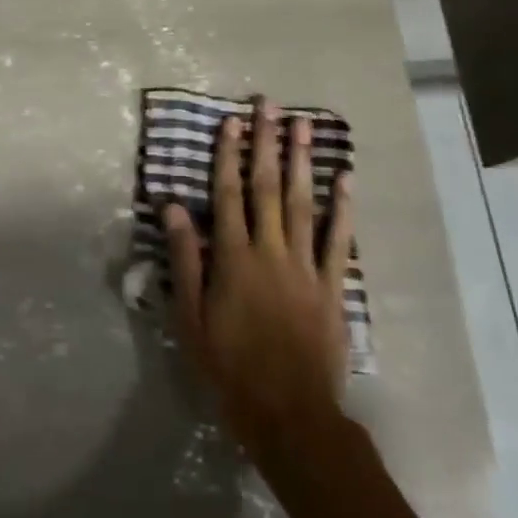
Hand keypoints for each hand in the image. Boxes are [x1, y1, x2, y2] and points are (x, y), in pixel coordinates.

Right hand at [164, 96, 353, 457]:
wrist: (289, 413)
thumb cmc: (229, 367)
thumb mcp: (190, 317)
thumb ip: (186, 259)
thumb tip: (173, 208)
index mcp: (233, 258)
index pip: (228, 194)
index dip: (228, 155)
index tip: (231, 122)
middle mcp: (270, 250)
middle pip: (267, 187)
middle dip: (266, 143)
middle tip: (268, 104)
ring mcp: (305, 266)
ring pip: (303, 203)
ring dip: (301, 161)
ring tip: (302, 125)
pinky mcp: (332, 286)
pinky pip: (339, 240)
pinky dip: (343, 208)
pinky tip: (344, 178)